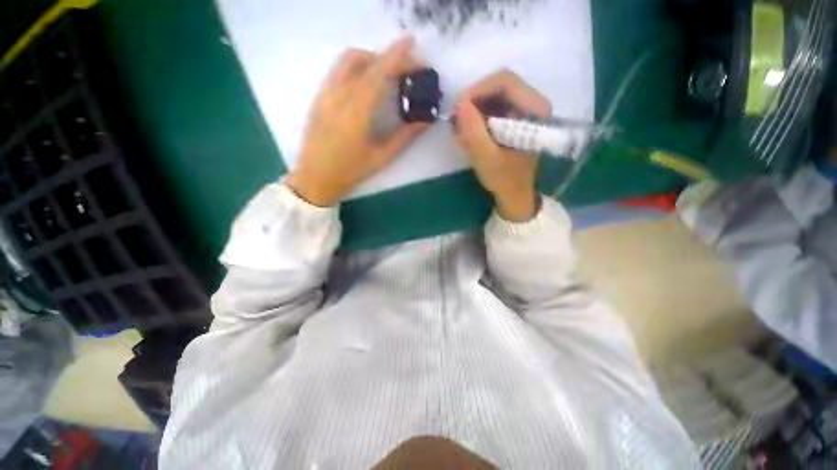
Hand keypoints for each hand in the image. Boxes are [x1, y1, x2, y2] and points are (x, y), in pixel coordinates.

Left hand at [286, 37, 428, 205]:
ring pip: (347, 61)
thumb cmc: (350, 172)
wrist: (315, 179)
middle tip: (404, 69)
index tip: (412, 43)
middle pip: (363, 60)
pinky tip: (365, 84)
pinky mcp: (318, 98)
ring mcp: (325, 94)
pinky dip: (356, 68)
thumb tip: (425, 120)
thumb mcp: (382, 157)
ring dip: (369, 59)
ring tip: (386, 73)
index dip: (397, 55)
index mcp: (356, 111)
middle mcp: (338, 95)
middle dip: (386, 57)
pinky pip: (337, 72)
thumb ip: (405, 137)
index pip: (379, 73)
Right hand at [454, 70, 551, 220]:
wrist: (514, 193)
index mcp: (535, 109)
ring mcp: (523, 108)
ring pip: (492, 96)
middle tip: (456, 123)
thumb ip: (473, 131)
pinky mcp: (513, 117)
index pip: (504, 81)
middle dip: (473, 103)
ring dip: (473, 113)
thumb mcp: (486, 158)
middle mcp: (532, 102)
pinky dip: (477, 119)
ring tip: (461, 135)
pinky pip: (491, 108)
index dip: (477, 91)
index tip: (458, 110)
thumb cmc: (504, 178)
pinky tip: (468, 136)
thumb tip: (459, 104)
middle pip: (496, 86)